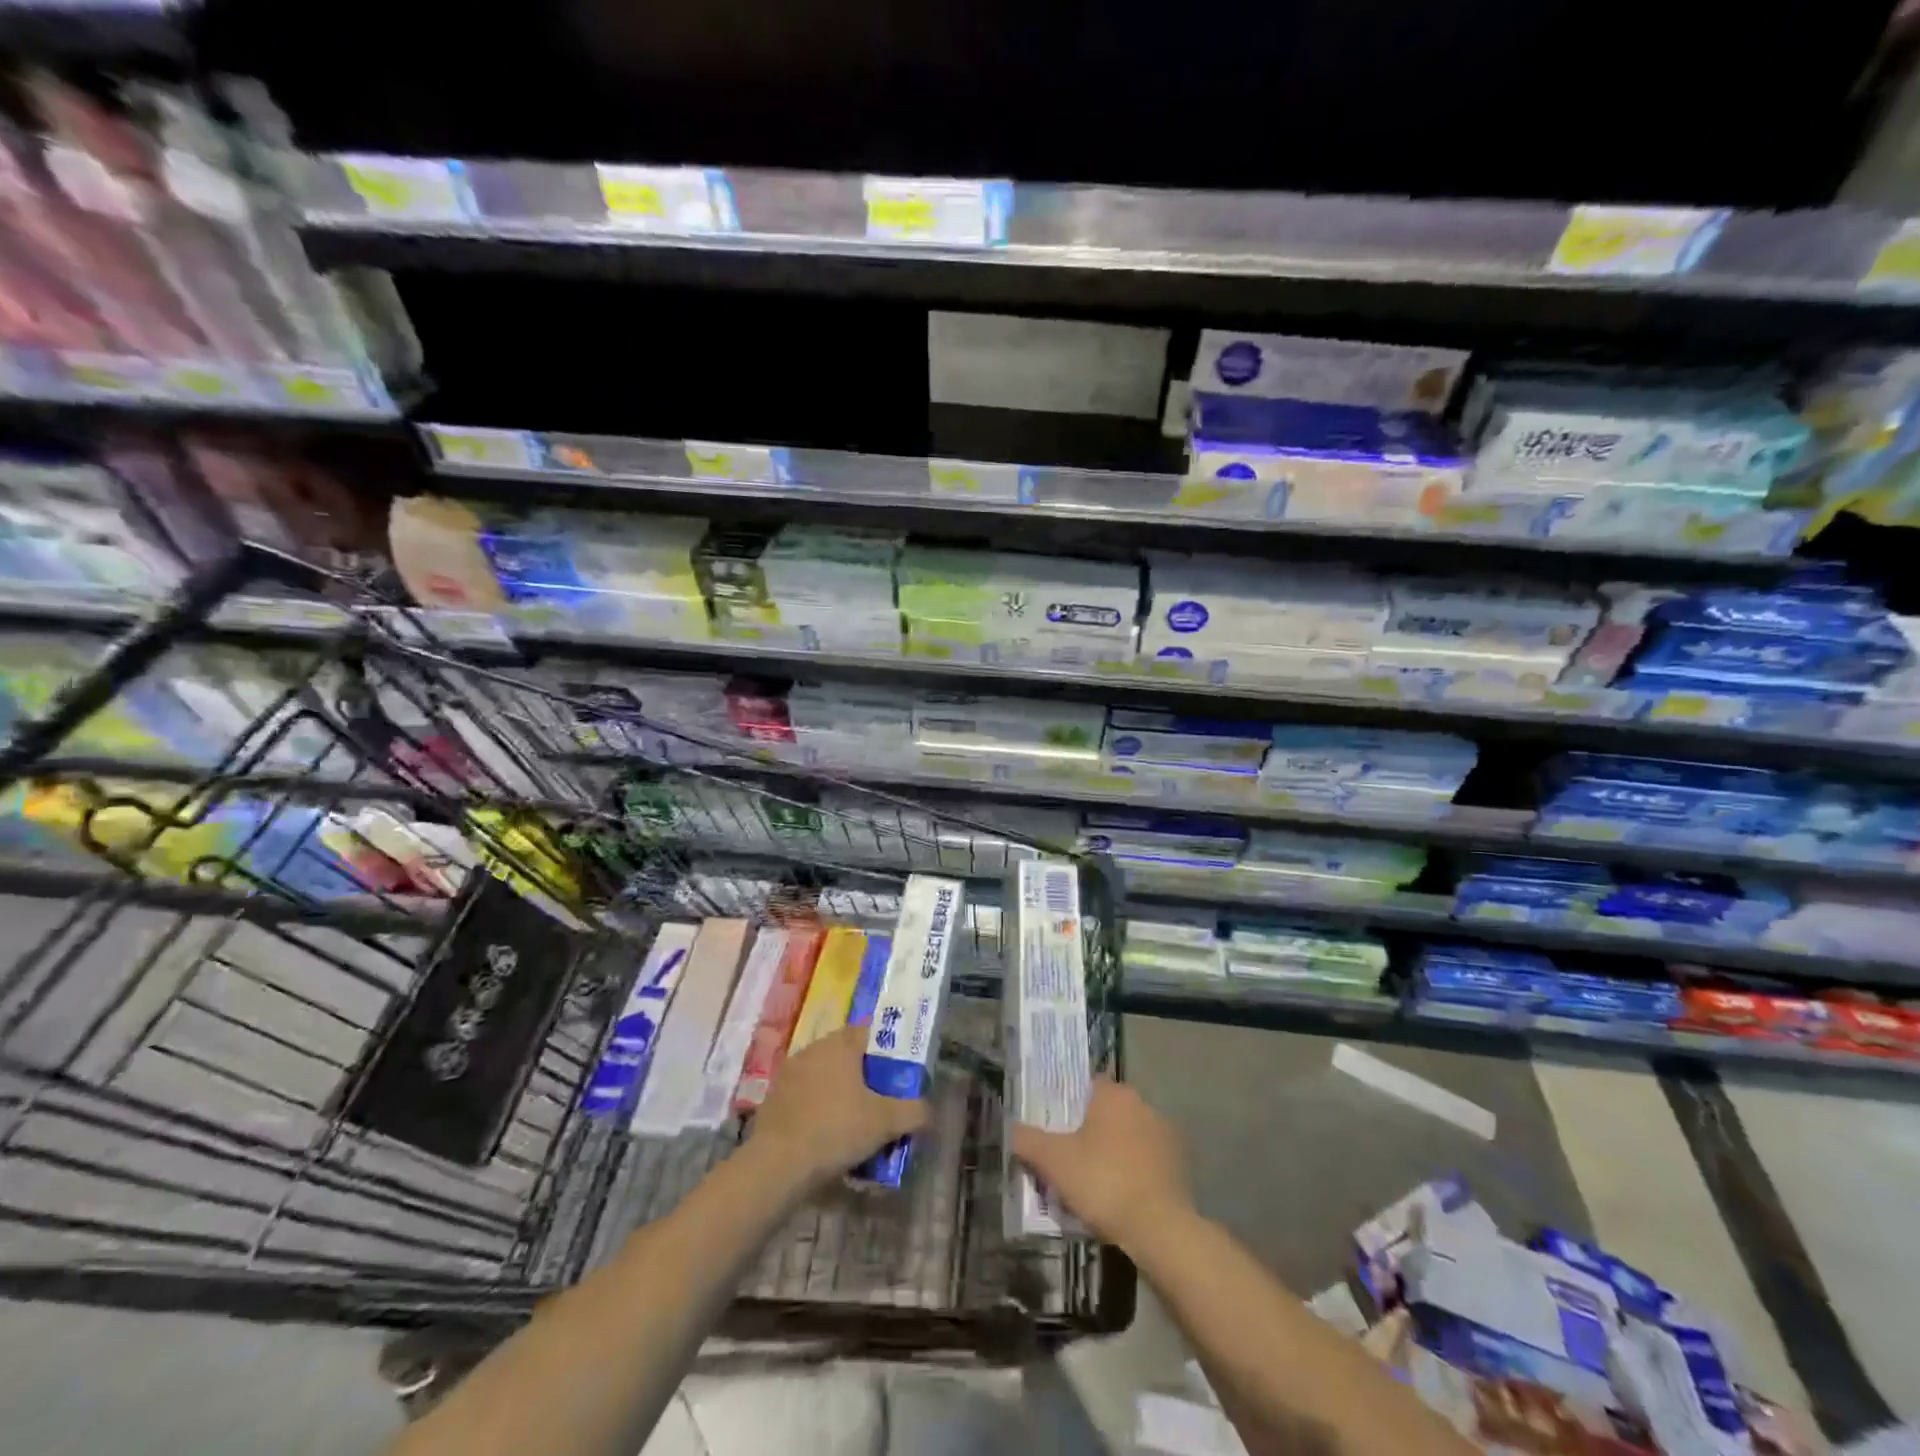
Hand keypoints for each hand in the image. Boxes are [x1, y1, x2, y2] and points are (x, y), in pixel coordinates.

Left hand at [746, 1025, 928, 1192]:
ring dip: (837, 1092)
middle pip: (845, 1054)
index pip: (867, 1032)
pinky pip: (803, 1096)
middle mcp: (813, 1049)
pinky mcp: (773, 1098)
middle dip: (861, 1074)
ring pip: (823, 1075)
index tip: (894, 1075)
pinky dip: (815, 1108)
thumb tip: (929, 1111)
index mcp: (840, 1044)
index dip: (883, 1050)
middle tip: (877, 1101)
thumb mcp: (885, 1122)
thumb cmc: (836, 1129)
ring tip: (851, 1123)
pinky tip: (823, 1135)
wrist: (777, 1164)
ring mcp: (789, 1072)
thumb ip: (913, 1112)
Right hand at [1012, 1079, 1193, 1251]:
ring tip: (1097, 1183)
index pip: (1087, 1086)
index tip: (1058, 1129)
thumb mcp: (1054, 1162)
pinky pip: (1149, 1160)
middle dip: (1093, 1130)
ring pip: (1131, 1136)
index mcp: (1113, 1094)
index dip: (1070, 1105)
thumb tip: (1013, 1129)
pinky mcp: (1181, 1164)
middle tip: (1072, 1158)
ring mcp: (1166, 1134)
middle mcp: (1143, 1104)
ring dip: (1117, 1151)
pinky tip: (1124, 1197)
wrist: (1160, 1229)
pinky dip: (1137, 1172)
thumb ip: (1028, 1141)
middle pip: (1109, 1111)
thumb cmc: (1103, 1182)